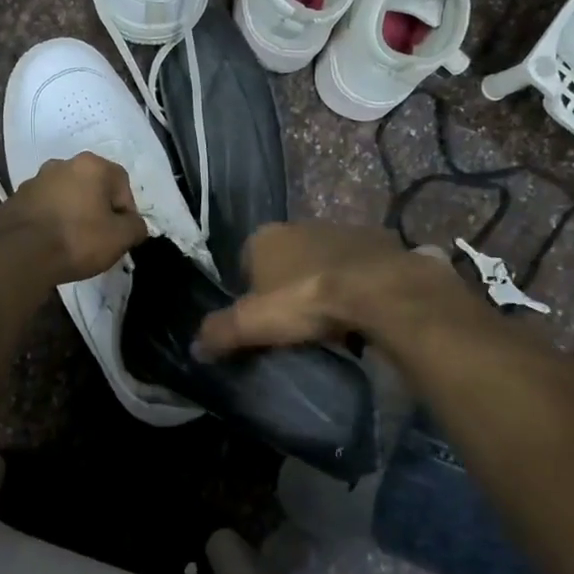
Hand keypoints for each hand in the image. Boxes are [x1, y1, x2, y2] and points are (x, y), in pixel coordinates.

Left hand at [0, 152, 149, 283]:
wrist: (20, 256)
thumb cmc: (77, 240)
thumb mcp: (120, 238)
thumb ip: (136, 226)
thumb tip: (134, 224)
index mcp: (90, 166)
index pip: (121, 183)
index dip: (126, 210)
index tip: (121, 234)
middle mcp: (61, 165)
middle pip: (91, 186)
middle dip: (98, 208)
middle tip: (99, 237)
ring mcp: (34, 181)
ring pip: (64, 196)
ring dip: (72, 212)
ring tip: (72, 242)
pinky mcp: (14, 200)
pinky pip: (41, 208)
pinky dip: (49, 221)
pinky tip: (49, 243)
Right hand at [196, 222, 463, 355]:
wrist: (377, 289)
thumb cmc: (305, 300)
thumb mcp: (253, 323)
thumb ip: (221, 332)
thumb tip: (195, 348)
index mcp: (265, 237)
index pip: (246, 260)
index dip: (250, 290)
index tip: (261, 320)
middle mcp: (300, 225)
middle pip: (286, 259)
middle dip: (288, 284)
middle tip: (295, 321)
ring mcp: (341, 229)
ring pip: (323, 259)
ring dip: (324, 280)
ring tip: (331, 320)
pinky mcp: (378, 240)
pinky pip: (359, 265)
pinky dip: (358, 282)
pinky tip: (363, 309)